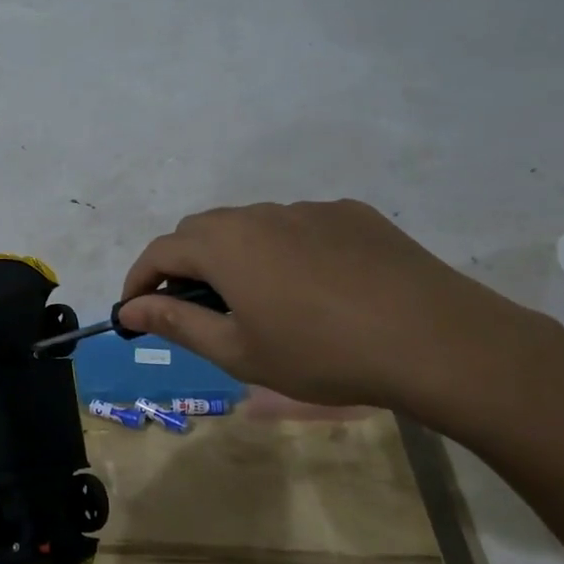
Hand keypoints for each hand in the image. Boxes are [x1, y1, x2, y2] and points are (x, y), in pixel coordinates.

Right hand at [116, 200, 561, 423]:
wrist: (433, 339)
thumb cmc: (320, 354)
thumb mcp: (238, 351)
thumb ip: (176, 323)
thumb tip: (130, 310)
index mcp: (225, 244)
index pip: (160, 251)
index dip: (139, 281)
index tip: (134, 312)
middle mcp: (261, 214)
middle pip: (202, 231)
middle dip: (183, 265)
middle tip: (194, 310)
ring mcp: (310, 209)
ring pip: (252, 226)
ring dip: (235, 256)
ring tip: (258, 302)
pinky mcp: (352, 215)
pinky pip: (299, 226)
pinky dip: (284, 251)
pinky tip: (314, 289)